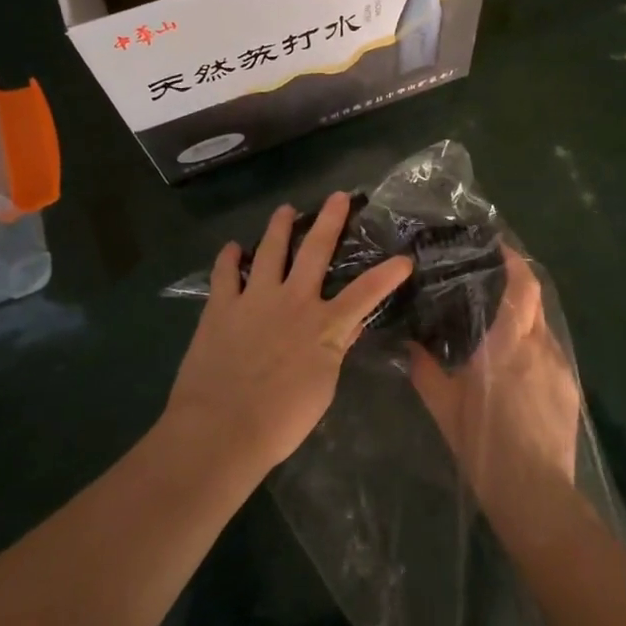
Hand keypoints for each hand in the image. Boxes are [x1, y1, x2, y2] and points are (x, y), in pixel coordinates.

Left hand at [164, 192, 411, 475]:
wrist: (221, 429)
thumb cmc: (281, 420)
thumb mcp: (323, 388)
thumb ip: (336, 350)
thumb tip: (351, 326)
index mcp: (324, 325)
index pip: (366, 293)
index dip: (388, 275)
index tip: (404, 259)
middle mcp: (293, 301)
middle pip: (316, 251)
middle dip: (330, 221)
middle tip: (338, 196)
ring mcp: (255, 299)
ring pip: (270, 250)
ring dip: (280, 227)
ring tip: (285, 209)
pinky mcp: (221, 307)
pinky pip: (225, 274)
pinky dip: (229, 258)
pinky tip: (232, 248)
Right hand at [409, 246, 583, 529]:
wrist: (535, 495)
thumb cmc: (484, 444)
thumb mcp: (444, 407)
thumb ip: (424, 370)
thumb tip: (409, 345)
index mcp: (509, 343)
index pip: (523, 286)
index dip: (514, 261)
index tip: (497, 246)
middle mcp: (540, 346)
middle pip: (536, 299)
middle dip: (518, 283)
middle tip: (489, 279)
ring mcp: (560, 367)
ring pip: (543, 326)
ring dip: (525, 317)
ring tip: (498, 323)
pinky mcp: (569, 388)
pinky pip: (550, 353)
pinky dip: (533, 346)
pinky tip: (516, 366)